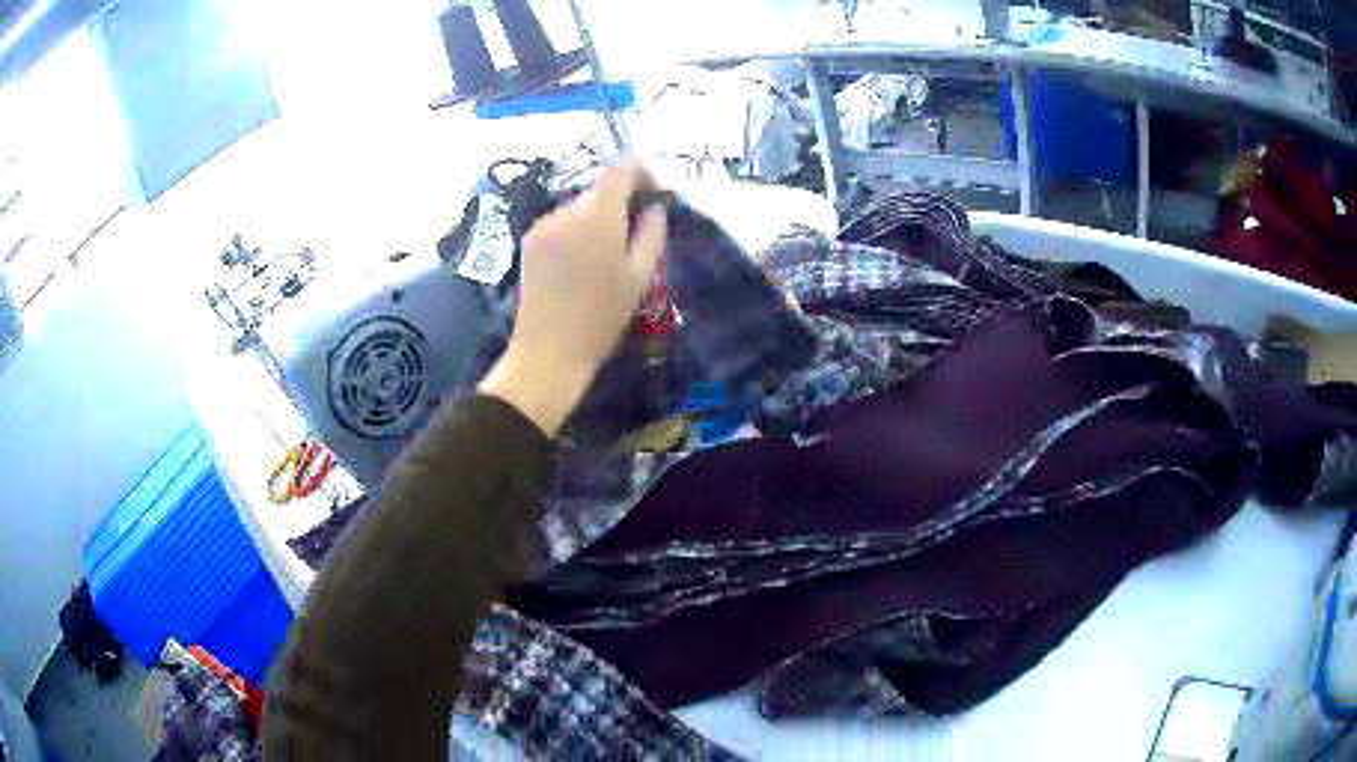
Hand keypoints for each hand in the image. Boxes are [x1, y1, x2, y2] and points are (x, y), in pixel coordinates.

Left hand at [479, 159, 668, 436]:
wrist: (549, 350)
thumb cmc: (602, 316)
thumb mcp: (640, 276)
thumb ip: (652, 232)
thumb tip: (655, 207)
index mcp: (598, 215)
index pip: (619, 169)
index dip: (641, 170)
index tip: (656, 189)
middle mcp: (566, 209)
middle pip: (599, 189)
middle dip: (620, 201)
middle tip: (637, 229)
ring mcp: (543, 224)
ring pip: (579, 207)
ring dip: (597, 218)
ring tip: (607, 254)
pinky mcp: (529, 240)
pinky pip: (561, 222)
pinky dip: (576, 231)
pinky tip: (581, 262)